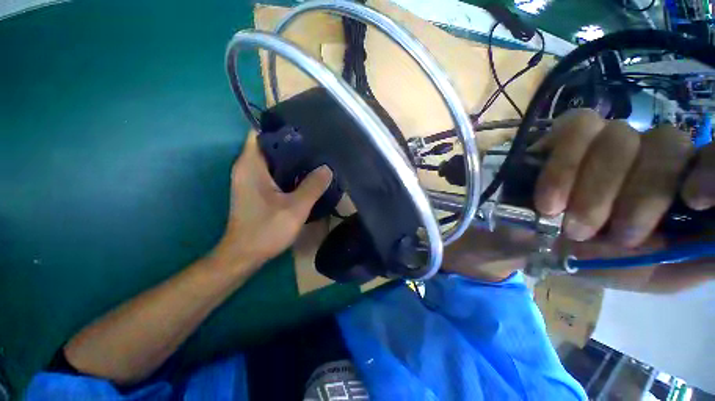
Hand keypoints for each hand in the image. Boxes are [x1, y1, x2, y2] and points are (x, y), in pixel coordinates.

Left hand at [214, 132, 332, 273]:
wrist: (244, 255)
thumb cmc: (266, 230)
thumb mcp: (295, 208)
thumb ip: (312, 186)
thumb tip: (327, 168)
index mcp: (251, 165)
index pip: (261, 133)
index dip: (281, 129)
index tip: (305, 131)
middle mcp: (247, 168)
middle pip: (269, 146)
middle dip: (292, 144)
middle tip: (316, 146)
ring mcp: (251, 179)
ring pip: (273, 160)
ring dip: (292, 159)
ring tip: (315, 158)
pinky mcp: (256, 190)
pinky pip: (273, 173)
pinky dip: (288, 171)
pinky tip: (306, 176)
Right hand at [445, 109, 714, 289]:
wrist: (527, 243)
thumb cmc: (590, 261)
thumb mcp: (647, 274)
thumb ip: (690, 262)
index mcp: (675, 185)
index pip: (711, 157)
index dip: (712, 170)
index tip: (694, 201)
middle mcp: (647, 153)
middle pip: (666, 143)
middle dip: (640, 194)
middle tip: (613, 235)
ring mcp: (604, 138)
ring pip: (619, 136)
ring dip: (594, 188)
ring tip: (563, 221)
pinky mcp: (564, 134)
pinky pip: (575, 129)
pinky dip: (562, 167)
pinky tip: (548, 200)